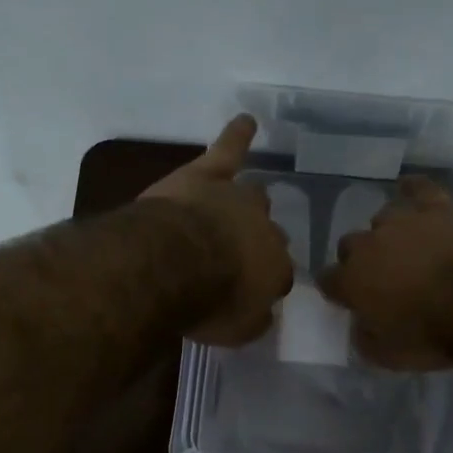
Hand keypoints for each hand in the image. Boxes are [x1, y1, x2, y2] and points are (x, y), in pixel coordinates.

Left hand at [140, 114, 294, 344]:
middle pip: (269, 234)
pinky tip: (246, 122)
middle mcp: (265, 230)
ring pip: (254, 196)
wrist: (173, 264)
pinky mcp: (207, 176)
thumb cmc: (208, 303)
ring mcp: (237, 199)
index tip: (250, 292)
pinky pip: (228, 151)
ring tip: (246, 205)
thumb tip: (262, 314)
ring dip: (249, 203)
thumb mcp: (238, 330)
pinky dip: (237, 135)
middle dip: (258, 243)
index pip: (279, 275)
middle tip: (238, 256)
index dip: (265, 283)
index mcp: (276, 270)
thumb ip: (254, 320)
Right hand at [321, 176, 452, 368]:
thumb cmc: (433, 335)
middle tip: (381, 277)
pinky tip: (411, 191)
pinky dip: (412, 189)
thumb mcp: (388, 356)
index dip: (337, 290)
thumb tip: (360, 327)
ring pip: (382, 217)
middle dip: (360, 259)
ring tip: (406, 246)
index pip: (328, 280)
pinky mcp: (437, 207)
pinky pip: (418, 188)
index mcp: (352, 281)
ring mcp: (403, 220)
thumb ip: (365, 339)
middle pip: (349, 245)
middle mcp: (369, 245)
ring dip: (388, 232)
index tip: (348, 300)